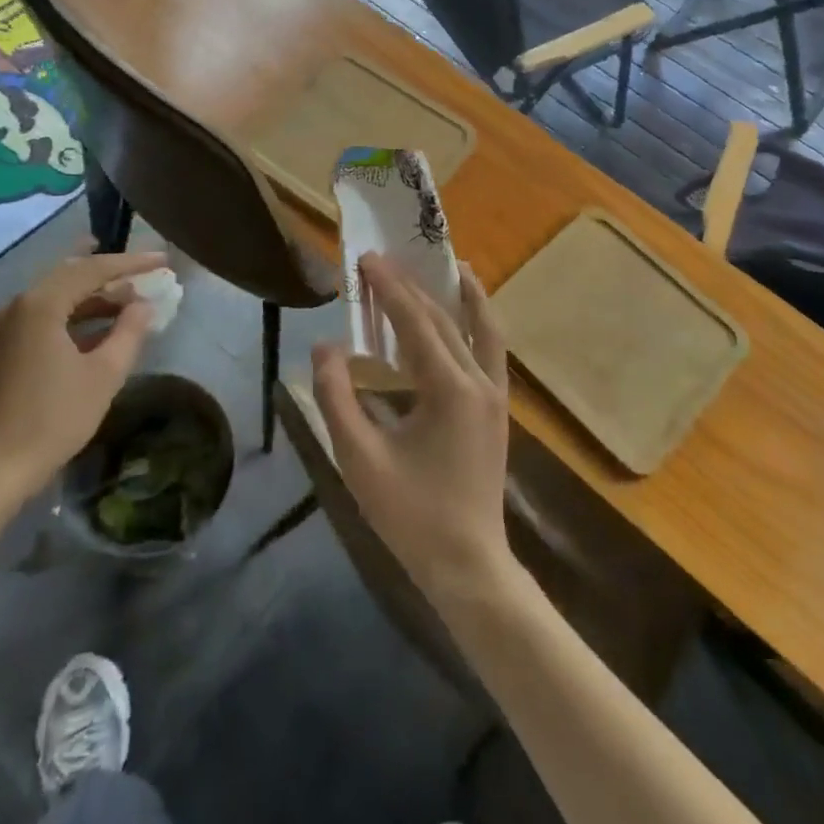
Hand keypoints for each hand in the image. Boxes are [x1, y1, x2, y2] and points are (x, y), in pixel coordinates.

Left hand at [0, 250, 167, 498]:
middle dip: (110, 273)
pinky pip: (42, 316)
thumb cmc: (54, 419)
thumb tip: (144, 305)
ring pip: (55, 296)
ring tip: (129, 298)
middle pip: (70, 275)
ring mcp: (3, 327)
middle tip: (145, 271)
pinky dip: (72, 314)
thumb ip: (130, 331)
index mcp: (40, 305)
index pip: (92, 269)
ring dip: (92, 295)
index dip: (131, 263)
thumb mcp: (104, 374)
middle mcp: (16, 306)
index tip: (162, 259)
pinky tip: (97, 325)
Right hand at [312, 254, 515, 602]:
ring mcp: (495, 395)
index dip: (389, 288)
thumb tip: (325, 346)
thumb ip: (337, 398)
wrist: (468, 565)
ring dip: (463, 295)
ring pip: (482, 328)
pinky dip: (479, 322)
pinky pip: (492, 350)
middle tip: (384, 260)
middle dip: (413, 286)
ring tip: (451, 264)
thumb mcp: (359, 458)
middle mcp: (479, 381)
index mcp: (448, 389)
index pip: (415, 322)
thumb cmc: (410, 515)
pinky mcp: (497, 409)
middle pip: (444, 319)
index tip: (368, 258)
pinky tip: (465, 316)